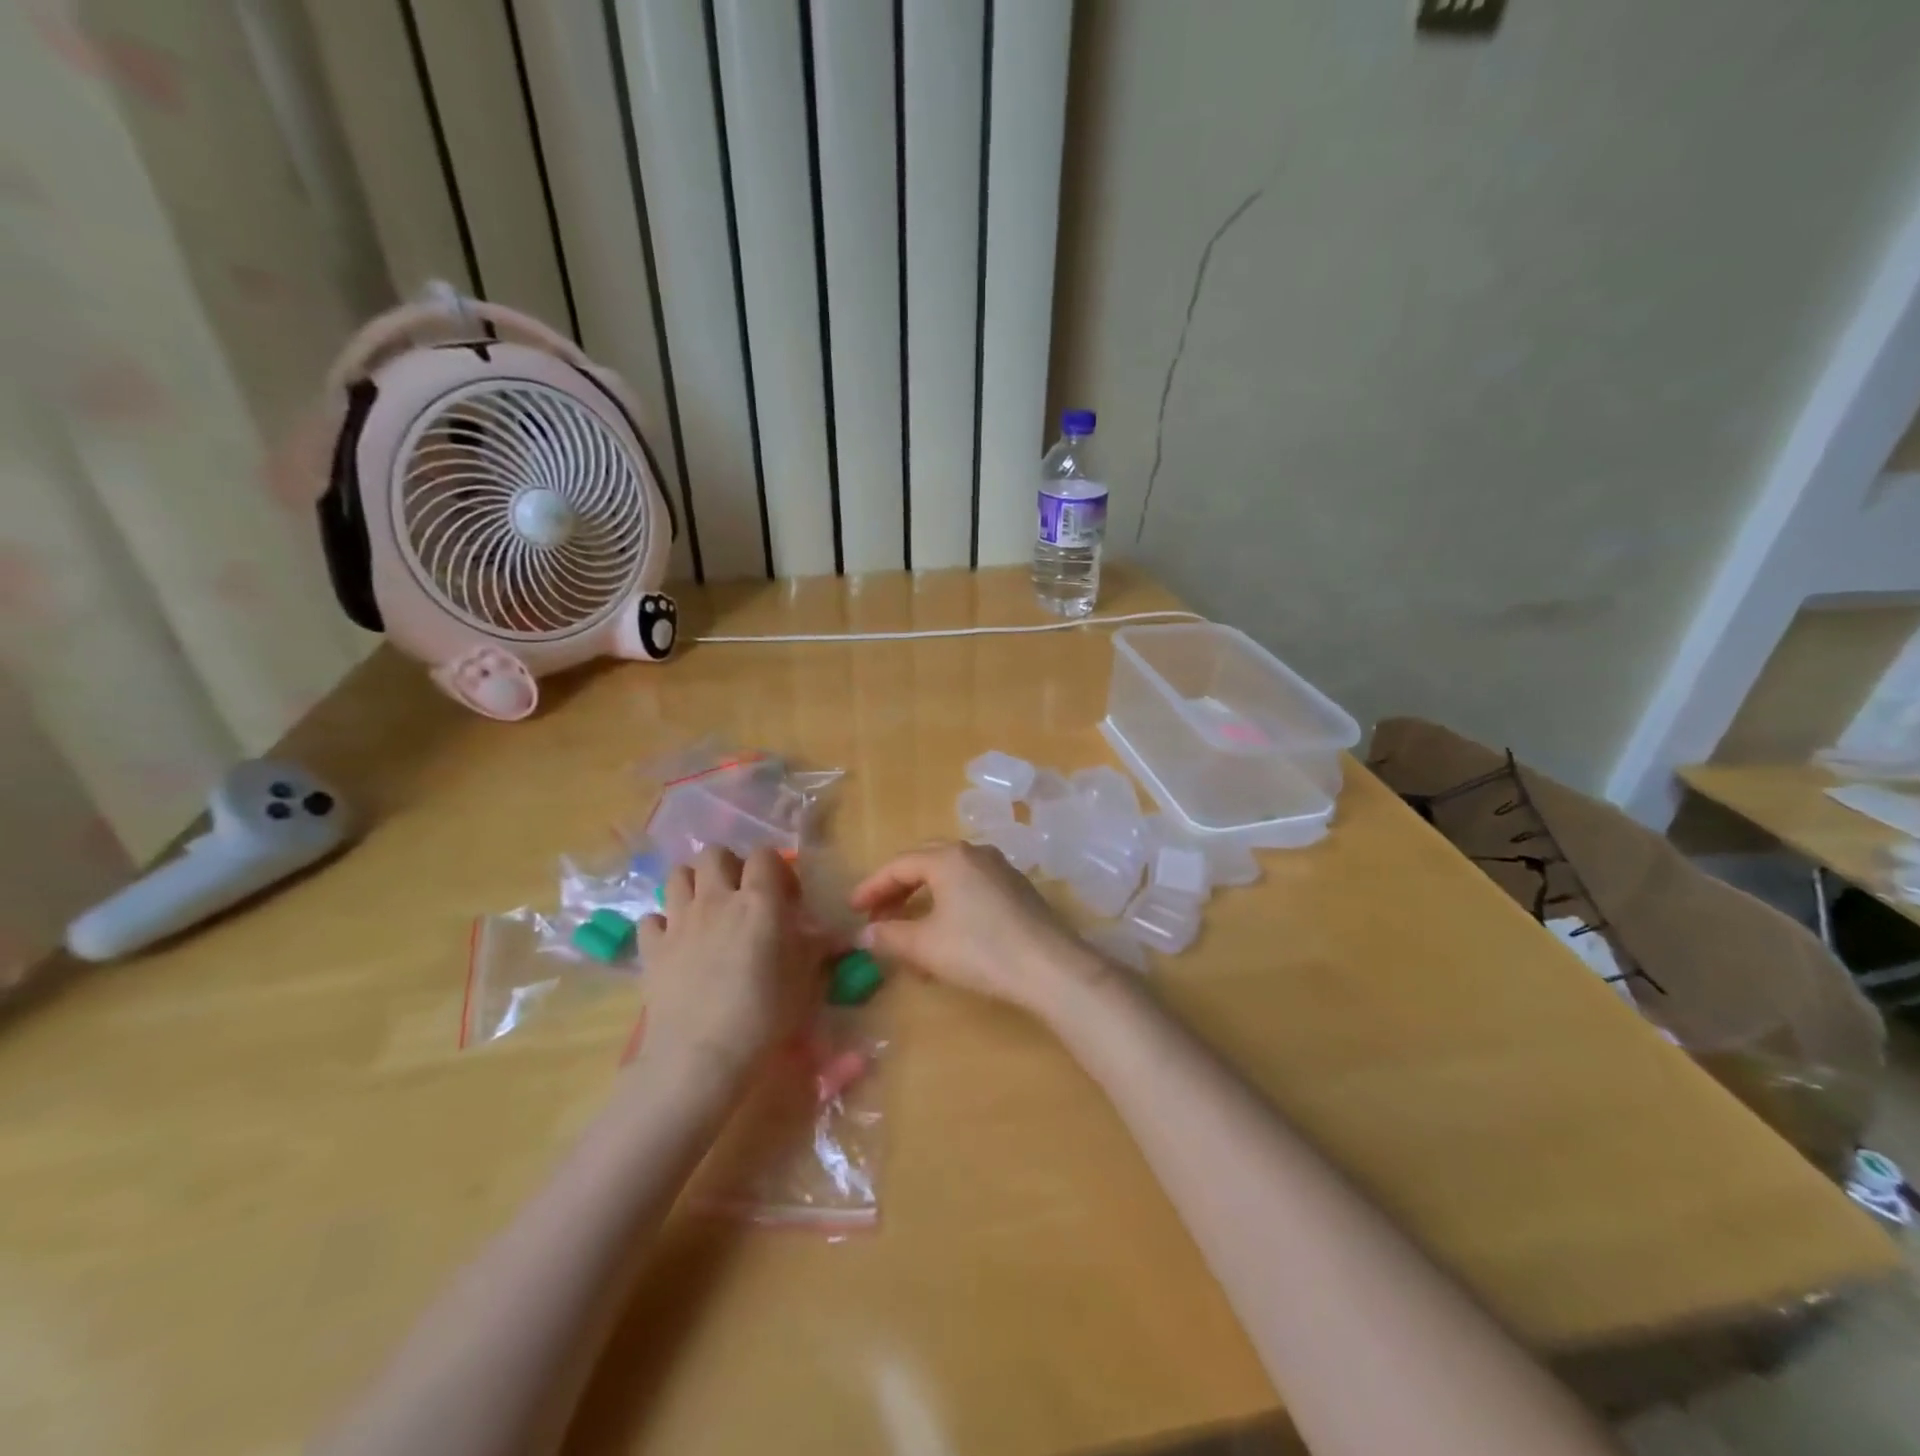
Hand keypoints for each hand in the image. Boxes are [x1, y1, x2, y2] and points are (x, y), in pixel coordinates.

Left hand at [635, 847, 833, 1079]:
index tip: (786, 899)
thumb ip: (815, 948)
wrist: (700, 1058)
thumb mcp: (804, 980)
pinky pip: (651, 918)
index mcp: (759, 901)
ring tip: (707, 910)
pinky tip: (676, 943)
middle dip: (729, 866)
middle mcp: (716, 899)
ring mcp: (679, 921)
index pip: (765, 855)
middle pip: (714, 854)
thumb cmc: (763, 1016)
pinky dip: (663, 924)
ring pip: (678, 875)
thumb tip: (833, 935)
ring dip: (694, 884)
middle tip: (742, 896)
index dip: (777, 870)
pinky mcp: (651, 948)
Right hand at [848, 841, 1110, 1017]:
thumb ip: (890, 936)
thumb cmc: (980, 950)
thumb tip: (864, 935)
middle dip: (897, 891)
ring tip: (906, 934)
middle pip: (924, 865)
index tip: (852, 910)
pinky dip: (948, 907)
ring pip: (949, 879)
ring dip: (922, 902)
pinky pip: (970, 889)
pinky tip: (944, 938)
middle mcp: (974, 853)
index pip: (899, 865)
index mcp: (949, 857)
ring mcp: (1000, 869)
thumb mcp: (926, 946)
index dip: (871, 888)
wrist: (1050, 967)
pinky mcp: (1016, 890)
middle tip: (876, 917)